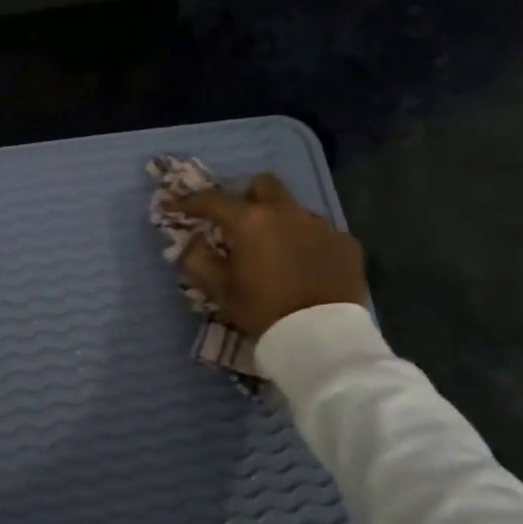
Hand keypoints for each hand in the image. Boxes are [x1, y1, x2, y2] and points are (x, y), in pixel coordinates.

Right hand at [174, 173, 366, 337]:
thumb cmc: (262, 311)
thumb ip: (199, 260)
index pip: (212, 200)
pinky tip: (303, 266)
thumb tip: (192, 243)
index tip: (176, 207)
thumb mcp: (220, 290)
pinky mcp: (346, 243)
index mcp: (250, 222)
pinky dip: (306, 242)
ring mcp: (321, 225)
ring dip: (278, 222)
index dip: (190, 202)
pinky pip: (320, 232)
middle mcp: (287, 212)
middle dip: (246, 197)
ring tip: (274, 251)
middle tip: (237, 222)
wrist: (321, 338)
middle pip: (263, 185)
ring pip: (293, 209)